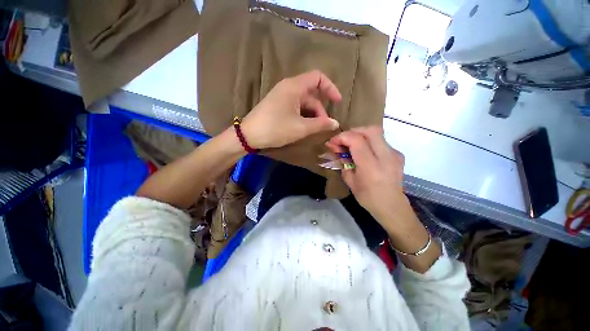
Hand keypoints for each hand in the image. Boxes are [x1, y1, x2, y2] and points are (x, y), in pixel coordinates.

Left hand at [241, 70, 341, 148]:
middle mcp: (288, 87)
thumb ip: (320, 124)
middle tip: (324, 125)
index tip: (337, 102)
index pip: (318, 78)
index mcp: (294, 87)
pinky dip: (303, 115)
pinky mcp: (277, 105)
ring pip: (303, 102)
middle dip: (320, 109)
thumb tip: (336, 123)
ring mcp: (281, 96)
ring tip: (314, 129)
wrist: (249, 135)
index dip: (330, 88)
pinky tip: (304, 126)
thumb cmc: (275, 128)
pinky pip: (295, 106)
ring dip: (312, 114)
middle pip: (311, 93)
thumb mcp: (300, 128)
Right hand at [326, 127, 405, 220]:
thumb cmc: (367, 197)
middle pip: (370, 130)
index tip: (333, 142)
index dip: (342, 137)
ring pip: (377, 132)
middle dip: (353, 131)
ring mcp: (394, 154)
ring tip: (352, 144)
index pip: (356, 140)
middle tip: (343, 140)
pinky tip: (365, 152)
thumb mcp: (350, 180)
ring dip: (361, 134)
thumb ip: (342, 161)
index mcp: (371, 167)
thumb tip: (334, 147)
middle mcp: (386, 156)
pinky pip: (381, 140)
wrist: (392, 206)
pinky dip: (369, 141)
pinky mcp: (398, 154)